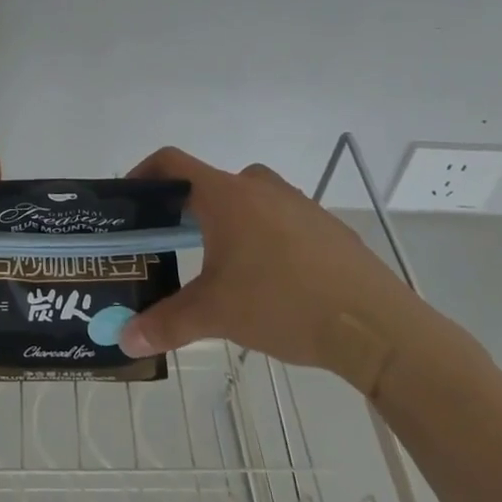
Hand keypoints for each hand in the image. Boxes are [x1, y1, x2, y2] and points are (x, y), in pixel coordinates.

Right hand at [117, 148, 425, 381]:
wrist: (375, 325)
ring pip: (249, 200)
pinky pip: (281, 220)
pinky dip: (265, 237)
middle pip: (210, 183)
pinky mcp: (327, 227)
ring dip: (229, 221)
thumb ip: (166, 324)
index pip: (172, 162)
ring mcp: (299, 204)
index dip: (145, 172)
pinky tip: (271, 280)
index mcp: (226, 196)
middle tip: (173, 241)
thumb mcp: (216, 315)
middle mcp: (260, 188)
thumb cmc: (282, 304)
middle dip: (188, 207)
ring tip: (221, 265)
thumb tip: (125, 339)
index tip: (131, 199)